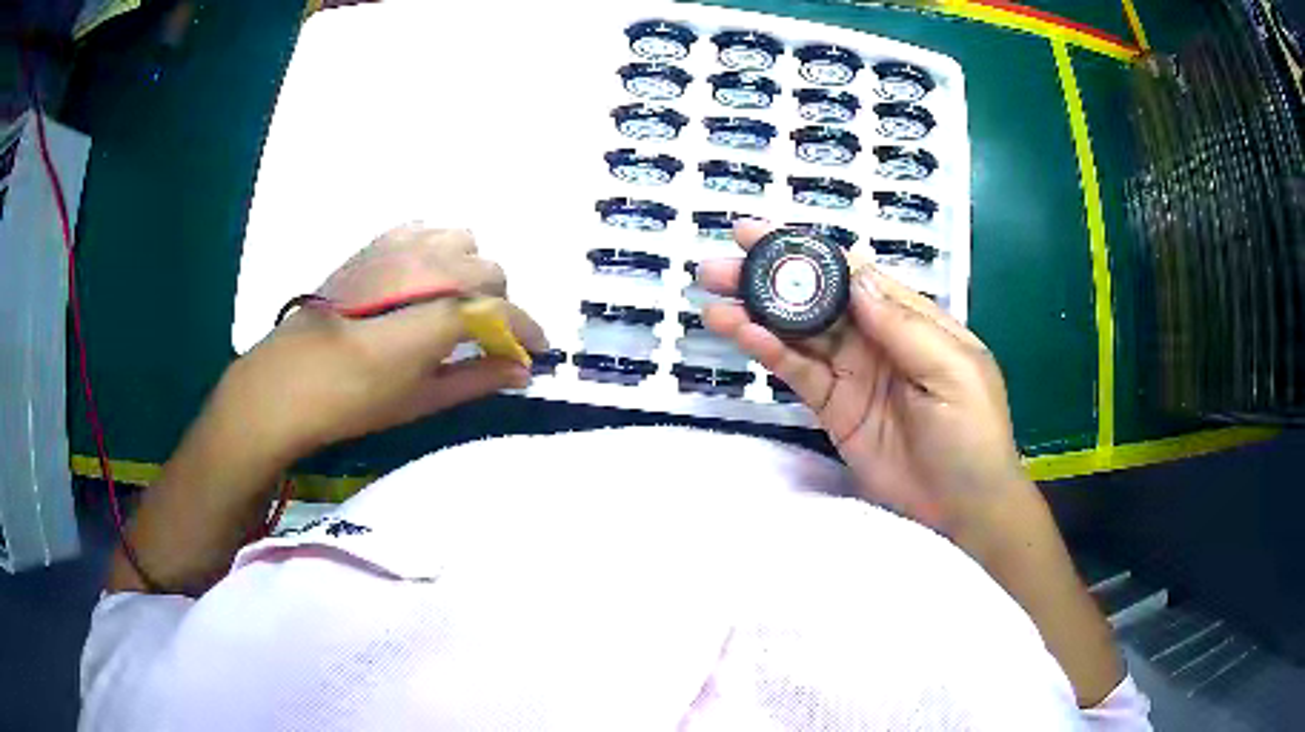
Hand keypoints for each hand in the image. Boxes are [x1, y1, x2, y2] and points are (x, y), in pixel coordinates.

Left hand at [226, 224, 547, 461]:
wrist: (287, 381)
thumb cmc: (354, 401)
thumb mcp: (420, 399)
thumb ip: (476, 379)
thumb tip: (521, 370)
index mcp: (436, 312)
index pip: (501, 310)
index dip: (526, 330)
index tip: (536, 351)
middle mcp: (424, 266)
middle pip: (488, 269)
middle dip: (498, 301)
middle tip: (485, 335)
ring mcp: (397, 247)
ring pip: (461, 240)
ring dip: (469, 270)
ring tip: (453, 303)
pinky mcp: (375, 243)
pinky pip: (425, 229)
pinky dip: (438, 249)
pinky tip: (424, 279)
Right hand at [699, 221, 1033, 548]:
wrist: (962, 509)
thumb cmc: (972, 435)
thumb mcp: (953, 372)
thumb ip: (904, 326)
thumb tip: (856, 277)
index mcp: (911, 319)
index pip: (854, 273)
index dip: (809, 251)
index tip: (762, 234)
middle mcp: (876, 338)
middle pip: (817, 299)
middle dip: (770, 278)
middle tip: (720, 266)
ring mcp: (852, 374)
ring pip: (799, 334)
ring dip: (757, 314)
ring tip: (714, 301)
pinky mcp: (833, 409)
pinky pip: (798, 374)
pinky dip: (768, 353)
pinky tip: (740, 335)